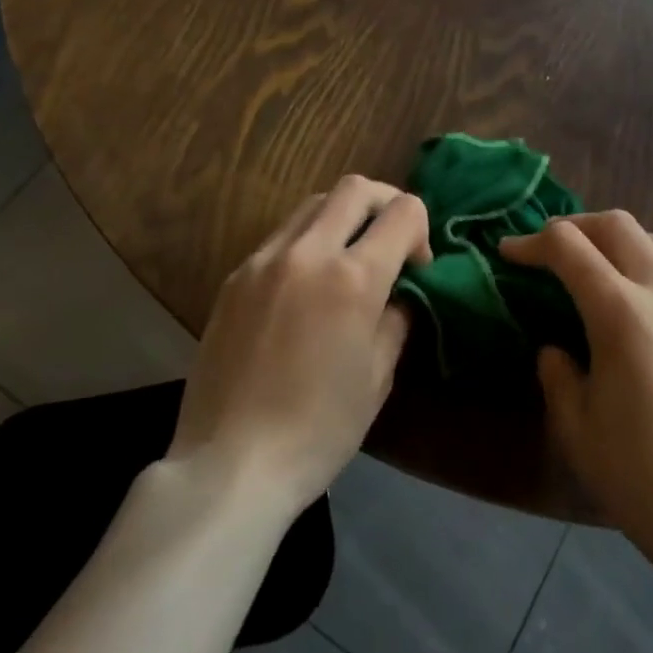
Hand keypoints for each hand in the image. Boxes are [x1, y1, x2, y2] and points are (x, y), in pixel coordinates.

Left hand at [168, 175, 430, 514]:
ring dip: (343, 217)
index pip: (403, 211)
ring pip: (313, 204)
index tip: (417, 267)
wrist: (230, 463)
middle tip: (391, 241)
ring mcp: (263, 260)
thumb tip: (398, 293)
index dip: (422, 230)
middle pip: (355, 188)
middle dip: (385, 203)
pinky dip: (307, 242)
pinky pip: (281, 237)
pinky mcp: (234, 277)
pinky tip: (306, 286)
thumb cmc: (318, 430)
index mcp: (352, 278)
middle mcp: (307, 253)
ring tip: (347, 260)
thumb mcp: (377, 378)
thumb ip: (395, 319)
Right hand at [500, 212, 652, 565]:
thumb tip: (556, 345)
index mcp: (622, 314)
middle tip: (548, 251)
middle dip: (573, 226)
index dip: (531, 243)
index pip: (568, 246)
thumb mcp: (573, 423)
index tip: (509, 253)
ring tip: (593, 270)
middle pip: (615, 224)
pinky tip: (639, 304)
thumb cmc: (638, 476)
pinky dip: (649, 267)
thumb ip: (555, 369)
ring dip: (614, 242)